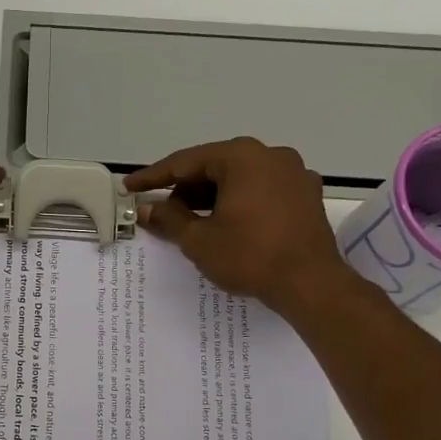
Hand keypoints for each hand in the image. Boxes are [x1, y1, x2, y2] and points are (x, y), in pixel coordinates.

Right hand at [124, 137, 352, 309]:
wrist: (310, 284)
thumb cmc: (250, 256)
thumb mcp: (199, 239)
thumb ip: (169, 219)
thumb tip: (147, 209)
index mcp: (241, 157)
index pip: (185, 162)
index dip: (153, 177)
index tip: (130, 188)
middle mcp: (270, 155)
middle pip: (214, 166)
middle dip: (184, 189)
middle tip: (160, 210)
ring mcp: (294, 173)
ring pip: (239, 178)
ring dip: (211, 196)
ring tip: (189, 221)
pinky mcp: (306, 196)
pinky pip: (261, 190)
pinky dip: (238, 202)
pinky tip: (225, 224)